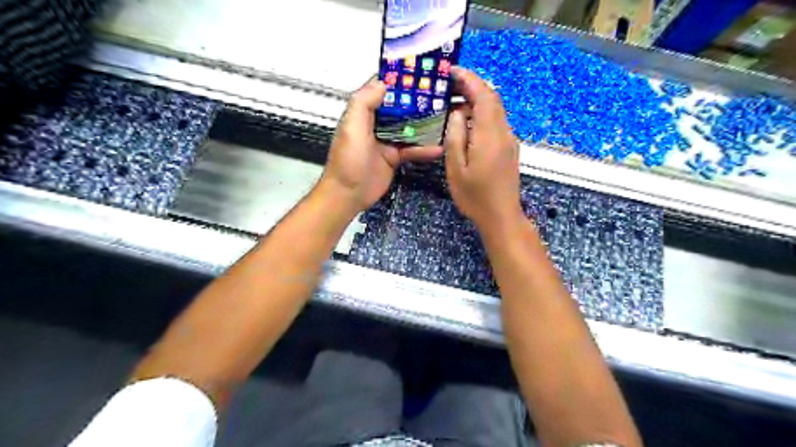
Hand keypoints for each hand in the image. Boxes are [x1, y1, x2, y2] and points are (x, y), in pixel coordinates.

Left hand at [318, 79, 440, 214]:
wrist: (349, 194)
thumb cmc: (347, 161)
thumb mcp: (352, 127)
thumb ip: (364, 103)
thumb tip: (383, 83)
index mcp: (363, 112)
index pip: (382, 89)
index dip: (399, 79)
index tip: (420, 70)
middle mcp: (376, 123)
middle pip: (400, 107)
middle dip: (418, 100)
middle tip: (441, 93)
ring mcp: (387, 140)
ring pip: (410, 127)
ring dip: (426, 124)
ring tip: (446, 116)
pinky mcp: (395, 157)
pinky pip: (412, 149)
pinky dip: (425, 149)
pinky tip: (439, 147)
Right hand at [445, 67, 526, 233]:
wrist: (501, 216)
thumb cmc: (475, 196)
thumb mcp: (456, 168)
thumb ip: (455, 137)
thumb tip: (457, 113)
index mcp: (490, 136)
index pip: (484, 96)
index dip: (470, 79)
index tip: (453, 71)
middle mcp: (504, 133)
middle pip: (493, 99)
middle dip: (473, 86)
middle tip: (450, 84)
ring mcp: (509, 140)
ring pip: (495, 110)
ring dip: (477, 100)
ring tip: (454, 101)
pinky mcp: (509, 149)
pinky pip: (496, 122)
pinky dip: (482, 114)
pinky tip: (467, 121)